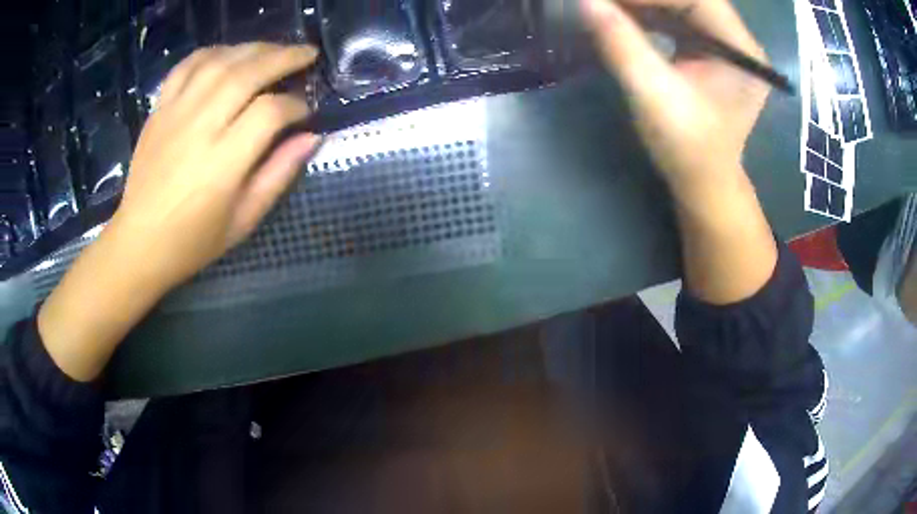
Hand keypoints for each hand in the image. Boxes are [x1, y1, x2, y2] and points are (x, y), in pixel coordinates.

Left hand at [111, 43, 321, 290]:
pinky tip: (228, 54)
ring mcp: (175, 114)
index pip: (269, 112)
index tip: (306, 111)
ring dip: (253, 48)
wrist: (139, 243)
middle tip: (307, 55)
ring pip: (219, 62)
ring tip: (274, 49)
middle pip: (247, 73)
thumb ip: (279, 174)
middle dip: (284, 58)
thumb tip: (312, 137)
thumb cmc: (193, 241)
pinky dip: (211, 52)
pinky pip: (185, 66)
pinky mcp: (158, 110)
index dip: (296, 105)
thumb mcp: (244, 220)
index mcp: (222, 163)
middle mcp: (199, 128)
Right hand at [580, 0, 769, 191]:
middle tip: (605, 1)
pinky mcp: (708, 46)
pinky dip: (646, 10)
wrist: (704, 181)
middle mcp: (738, 39)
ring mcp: (724, 42)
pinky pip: (676, 14)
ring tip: (609, 5)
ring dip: (642, 1)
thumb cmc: (688, 148)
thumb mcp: (654, 96)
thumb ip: (622, 44)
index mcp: (742, 50)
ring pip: (681, 2)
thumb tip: (586, 1)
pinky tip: (621, 12)